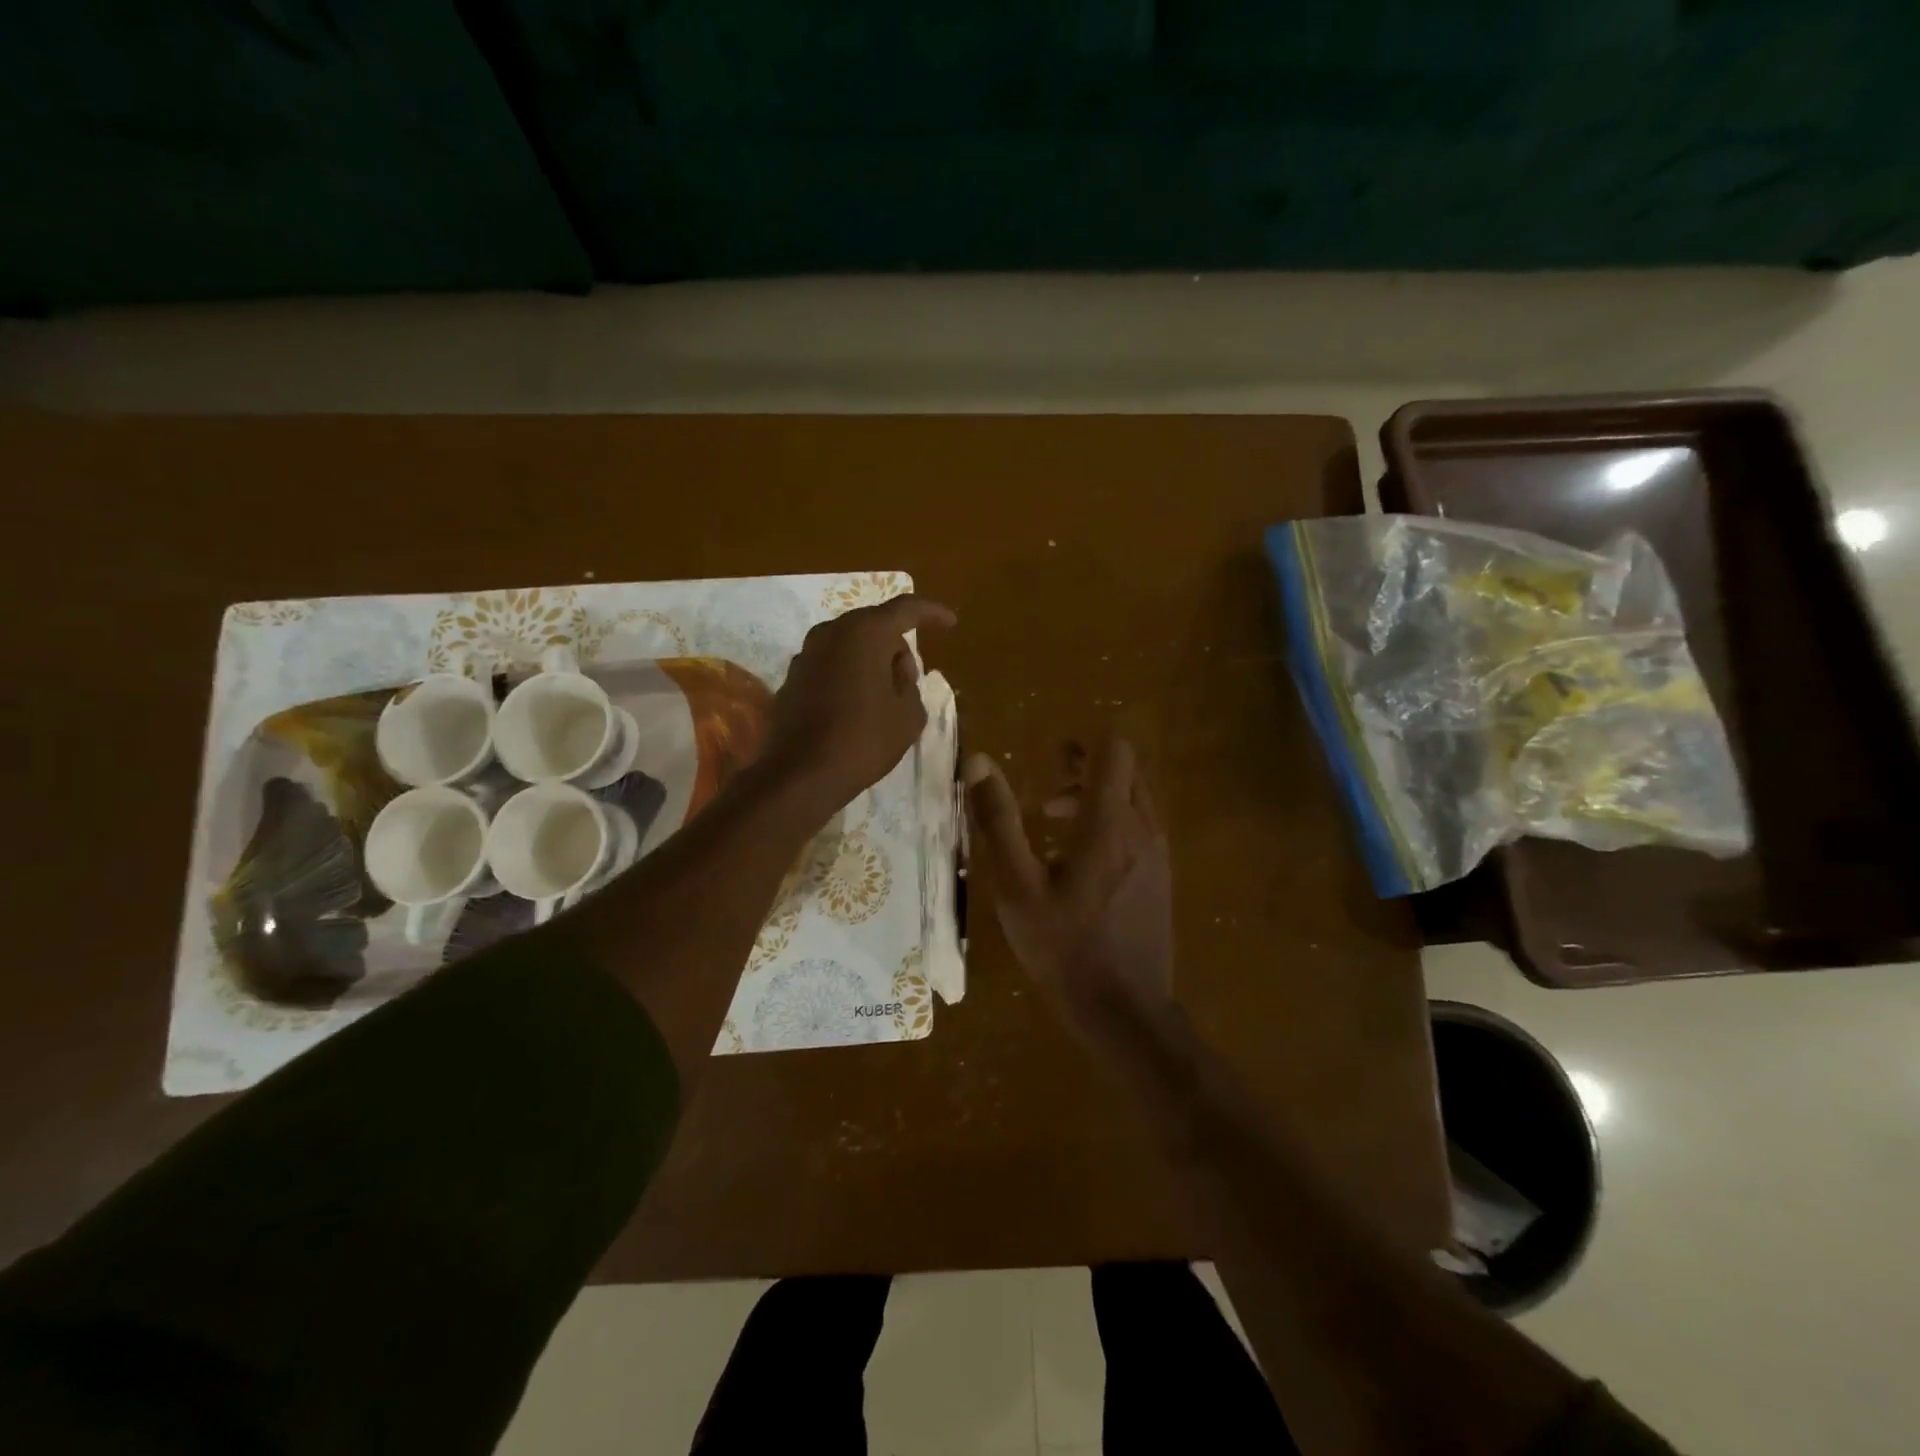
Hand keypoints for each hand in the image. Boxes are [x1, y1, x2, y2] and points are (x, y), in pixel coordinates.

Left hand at [764, 594, 955, 816]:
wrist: (802, 774)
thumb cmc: (864, 739)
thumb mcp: (909, 714)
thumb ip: (909, 683)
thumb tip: (895, 673)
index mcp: (865, 632)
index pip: (906, 609)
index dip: (932, 613)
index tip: (951, 623)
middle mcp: (831, 632)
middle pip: (874, 626)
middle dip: (897, 646)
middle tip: (910, 679)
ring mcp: (806, 654)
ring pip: (850, 645)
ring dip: (871, 661)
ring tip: (884, 696)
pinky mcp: (792, 678)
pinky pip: (831, 665)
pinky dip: (848, 675)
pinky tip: (856, 707)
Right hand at [965, 735, 1172, 1014]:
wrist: (1125, 1010)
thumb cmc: (1064, 947)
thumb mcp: (1017, 886)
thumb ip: (997, 820)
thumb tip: (978, 762)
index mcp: (1109, 823)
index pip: (1114, 751)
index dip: (1083, 744)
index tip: (1052, 756)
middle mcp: (1143, 829)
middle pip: (1127, 772)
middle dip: (1088, 770)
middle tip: (1047, 794)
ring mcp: (1159, 856)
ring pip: (1136, 801)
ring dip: (1099, 799)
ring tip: (1055, 825)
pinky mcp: (1162, 879)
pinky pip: (1141, 829)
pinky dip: (1114, 824)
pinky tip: (1081, 863)